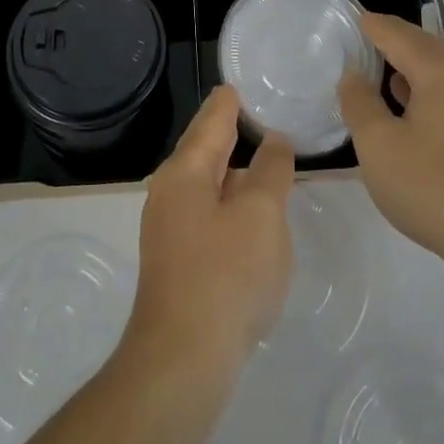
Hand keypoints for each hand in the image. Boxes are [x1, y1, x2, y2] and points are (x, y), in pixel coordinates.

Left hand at [125, 87, 294, 380]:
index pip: (213, 117)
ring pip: (206, 183)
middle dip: (232, 130)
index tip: (249, 81)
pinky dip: (230, 202)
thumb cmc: (225, 276)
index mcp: (185, 170)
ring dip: (234, 170)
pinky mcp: (178, 260)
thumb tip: (274, 141)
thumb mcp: (261, 215)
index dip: (233, 98)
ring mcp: (169, 228)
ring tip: (266, 160)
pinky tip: (251, 216)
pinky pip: (208, 214)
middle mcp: (169, 191)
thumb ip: (271, 170)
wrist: (182, 362)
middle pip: (205, 148)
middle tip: (265, 115)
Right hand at [340, 13, 443, 284]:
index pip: (397, 33)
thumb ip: (359, 103)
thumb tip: (353, 75)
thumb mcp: (379, 146)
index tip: (348, 19)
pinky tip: (414, 113)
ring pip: (442, 72)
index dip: (370, 25)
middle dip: (392, 41)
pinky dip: (429, 91)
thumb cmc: (436, 188)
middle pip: (424, 46)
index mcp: (441, 70)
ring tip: (382, 76)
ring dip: (411, 69)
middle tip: (361, 42)